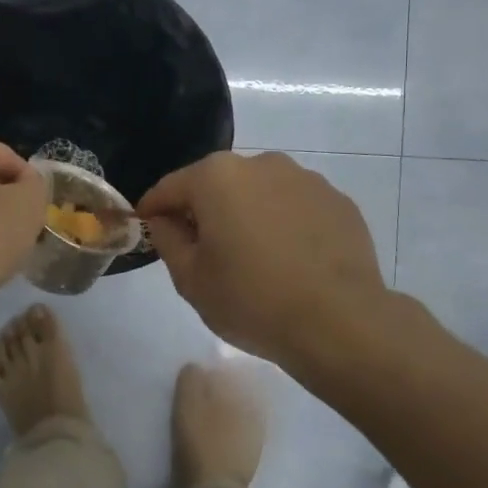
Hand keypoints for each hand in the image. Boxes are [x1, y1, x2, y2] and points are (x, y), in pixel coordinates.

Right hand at [140, 152, 388, 371]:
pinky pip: (296, 207)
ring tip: (252, 256)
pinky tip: (290, 260)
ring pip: (259, 192)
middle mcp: (261, 164)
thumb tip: (165, 220)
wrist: (340, 322)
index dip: (153, 209)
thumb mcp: (191, 279)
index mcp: (216, 177)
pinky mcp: (338, 201)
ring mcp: (305, 179)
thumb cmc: (252, 300)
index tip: (147, 228)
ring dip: (247, 214)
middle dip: (204, 210)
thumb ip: (168, 240)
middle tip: (202, 249)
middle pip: (217, 184)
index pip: (170, 187)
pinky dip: (284, 224)